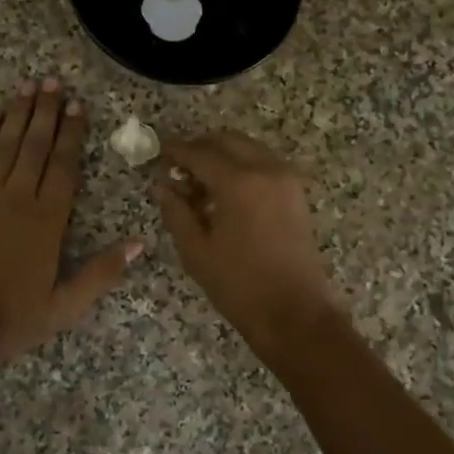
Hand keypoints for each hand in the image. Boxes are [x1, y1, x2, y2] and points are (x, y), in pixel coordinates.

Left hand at [0, 78, 142, 375]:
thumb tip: (141, 243)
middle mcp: (17, 198)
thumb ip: (103, 273)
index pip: (64, 166)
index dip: (72, 134)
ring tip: (27, 85)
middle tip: (53, 80)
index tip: (78, 105)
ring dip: (16, 113)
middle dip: (46, 111)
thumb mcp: (65, 306)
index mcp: (48, 221)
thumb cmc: (10, 318)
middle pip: (34, 145)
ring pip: (4, 145)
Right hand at [154, 131, 341, 357]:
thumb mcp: (196, 250)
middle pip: (227, 140)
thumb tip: (161, 185)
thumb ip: (176, 211)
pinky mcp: (296, 192)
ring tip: (199, 185)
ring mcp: (286, 179)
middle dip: (200, 148)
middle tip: (177, 168)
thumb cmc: (239, 286)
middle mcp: (266, 169)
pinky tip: (224, 194)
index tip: (158, 154)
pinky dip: (241, 167)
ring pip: (247, 149)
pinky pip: (263, 164)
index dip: (176, 151)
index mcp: (239, 182)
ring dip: (222, 156)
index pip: (200, 153)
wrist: (294, 313)